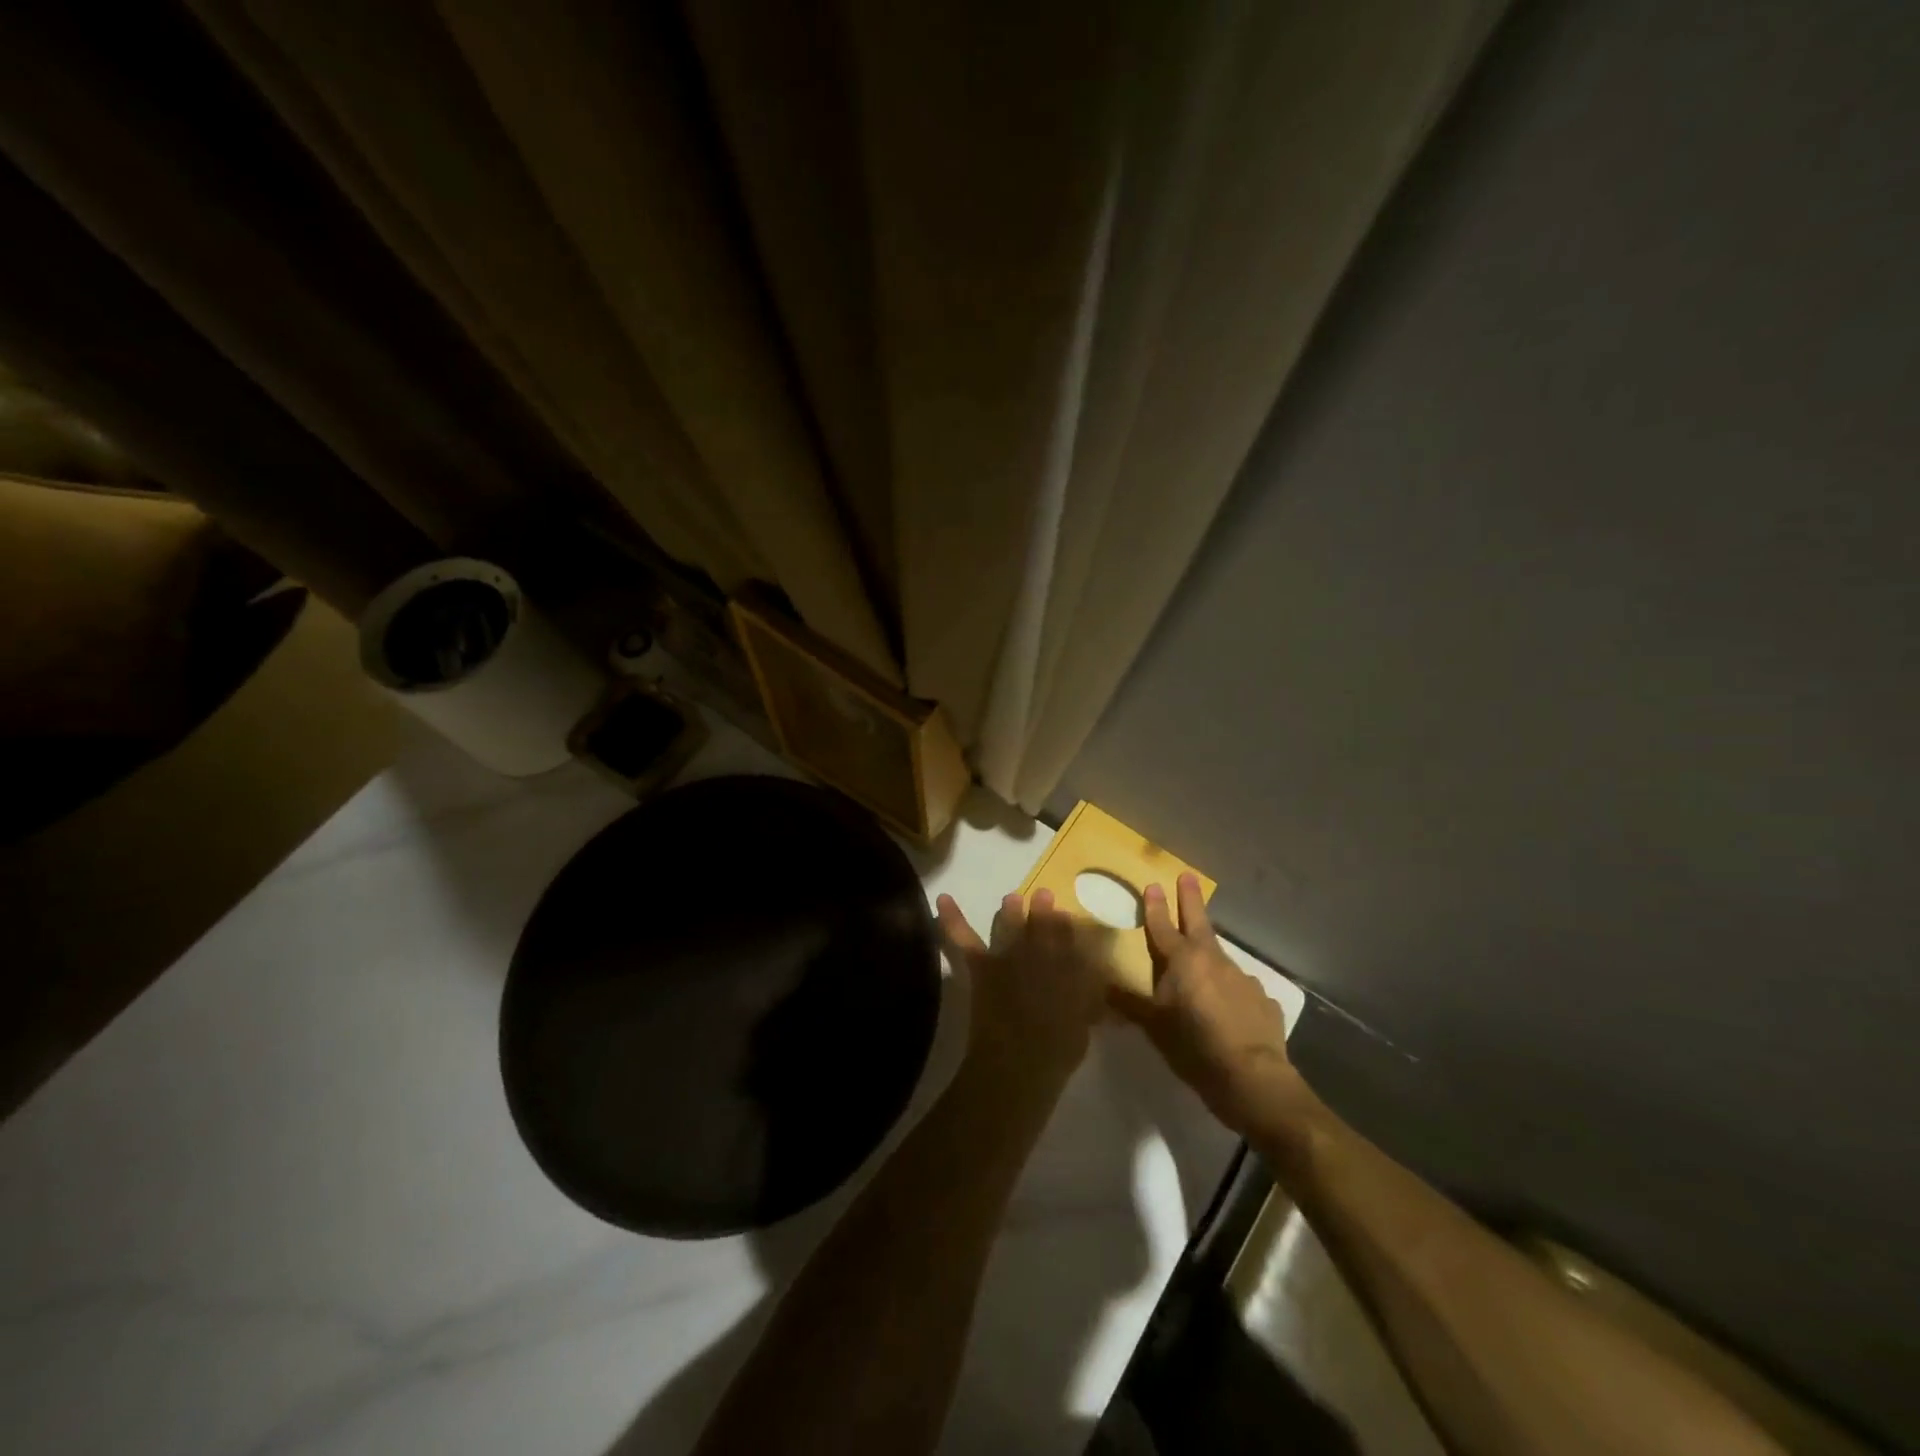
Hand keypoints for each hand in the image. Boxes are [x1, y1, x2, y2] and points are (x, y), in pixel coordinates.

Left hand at [936, 890, 1105, 1094]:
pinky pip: (964, 938)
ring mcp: (1008, 957)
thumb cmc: (1057, 1052)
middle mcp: (1040, 955)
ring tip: (1010, 900)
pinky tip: (943, 899)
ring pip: (1008, 925)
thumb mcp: (1084, 1026)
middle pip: (1042, 926)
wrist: (1021, 1060)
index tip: (1065, 917)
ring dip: (1010, 911)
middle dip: (1043, 911)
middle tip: (1043, 896)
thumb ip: (1089, 1006)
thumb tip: (1099, 1000)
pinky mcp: (982, 965)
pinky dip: (952, 919)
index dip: (1066, 927)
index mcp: (1067, 968)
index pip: (1069, 939)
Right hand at [1116, 873, 1314, 1140]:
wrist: (1252, 1077)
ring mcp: (1242, 977)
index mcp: (1182, 961)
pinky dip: (1230, 989)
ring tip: (1201, 962)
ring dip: (1208, 952)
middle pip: (1198, 922)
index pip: (1162, 926)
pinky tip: (1228, 1007)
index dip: (1155, 906)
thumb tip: (1102, 989)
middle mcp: (1213, 960)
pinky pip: (1240, 987)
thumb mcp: (1154, 1027)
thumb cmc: (1194, 1047)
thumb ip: (1129, 1005)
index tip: (1153, 884)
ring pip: (1219, 956)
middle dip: (1190, 899)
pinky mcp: (1263, 999)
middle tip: (1188, 876)